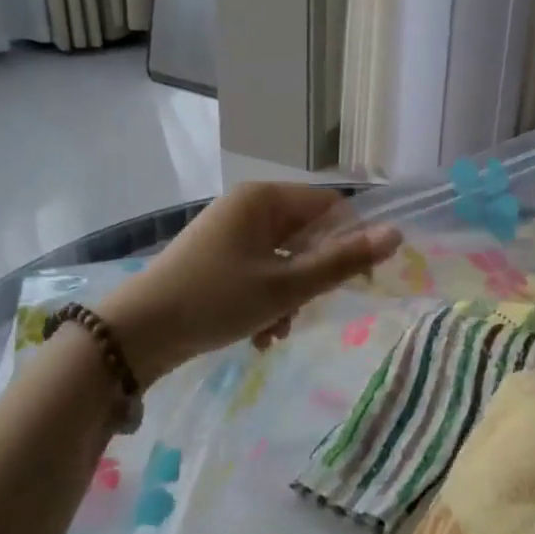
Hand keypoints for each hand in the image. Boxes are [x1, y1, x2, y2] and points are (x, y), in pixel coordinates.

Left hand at [99, 182, 400, 384]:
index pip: (331, 207)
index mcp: (265, 199)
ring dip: (291, 296)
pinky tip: (259, 334)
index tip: (356, 282)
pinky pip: (260, 271)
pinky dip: (267, 300)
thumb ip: (343, 262)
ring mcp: (229, 232)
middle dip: (312, 278)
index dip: (350, 242)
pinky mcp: (216, 258)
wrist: (138, 334)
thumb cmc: (216, 300)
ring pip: (285, 258)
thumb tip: (397, 235)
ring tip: (275, 331)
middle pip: (307, 235)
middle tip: (303, 310)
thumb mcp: (286, 286)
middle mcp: (248, 206)